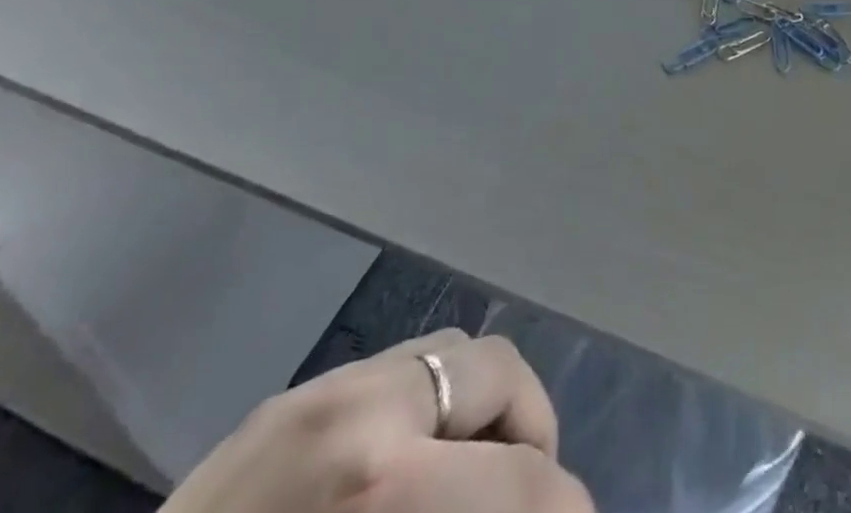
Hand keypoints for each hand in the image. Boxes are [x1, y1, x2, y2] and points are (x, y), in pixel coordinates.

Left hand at [159, 329, 591, 512]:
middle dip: (533, 435)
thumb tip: (540, 499)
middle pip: (498, 370)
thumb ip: (474, 511)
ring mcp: (312, 393)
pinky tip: (407, 476)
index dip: (569, 506)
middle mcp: (355, 408)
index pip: (523, 477)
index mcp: (380, 484)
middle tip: (531, 499)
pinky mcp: (282, 402)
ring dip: (479, 411)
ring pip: (448, 354)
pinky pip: (392, 373)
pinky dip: (423, 412)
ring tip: (473, 480)